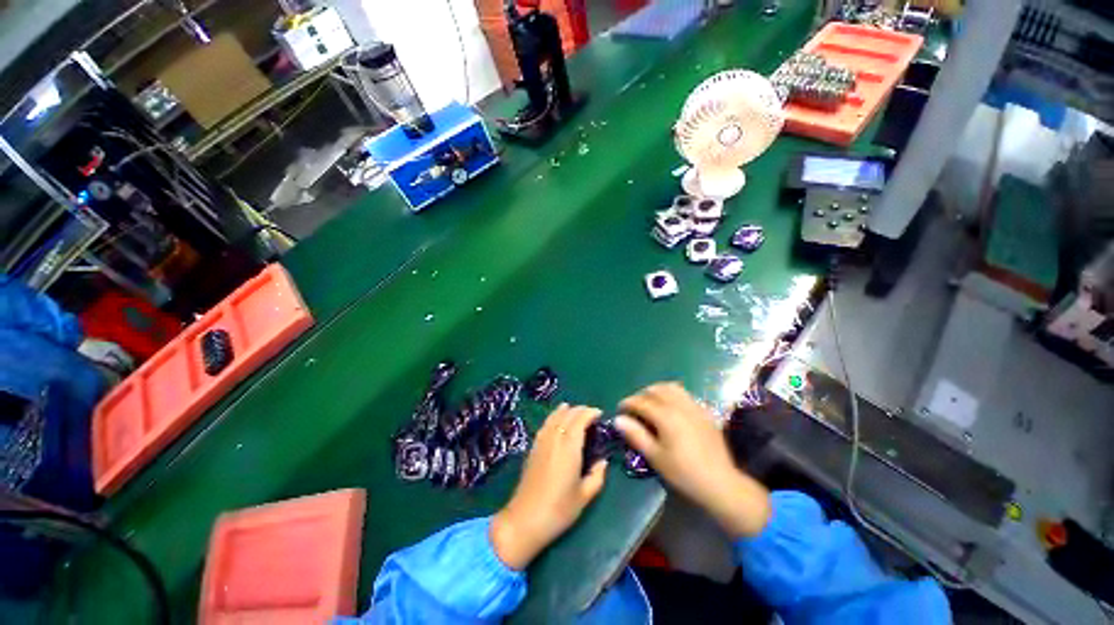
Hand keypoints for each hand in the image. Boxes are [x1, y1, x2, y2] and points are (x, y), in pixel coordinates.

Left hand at [491, 404, 607, 569]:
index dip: (590, 413)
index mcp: (569, 448)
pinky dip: (553, 417)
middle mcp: (555, 439)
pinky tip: (556, 420)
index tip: (600, 413)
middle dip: (580, 410)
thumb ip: (597, 476)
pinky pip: (545, 425)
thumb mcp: (584, 496)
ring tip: (573, 409)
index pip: (580, 420)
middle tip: (591, 413)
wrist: (525, 520)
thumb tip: (603, 462)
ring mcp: (541, 442)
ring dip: (565, 410)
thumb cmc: (559, 510)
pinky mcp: (533, 448)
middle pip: (567, 415)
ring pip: (554, 417)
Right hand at [616, 383, 770, 538]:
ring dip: (657, 390)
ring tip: (651, 402)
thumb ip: (636, 435)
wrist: (720, 483)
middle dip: (641, 395)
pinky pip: (684, 394)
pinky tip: (670, 407)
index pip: (641, 402)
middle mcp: (679, 405)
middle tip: (634, 407)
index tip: (620, 409)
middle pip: (655, 390)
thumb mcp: (655, 457)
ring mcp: (694, 406)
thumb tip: (618, 419)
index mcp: (665, 416)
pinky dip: (672, 394)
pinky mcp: (704, 411)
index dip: (627, 403)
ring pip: (671, 387)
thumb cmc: (684, 472)